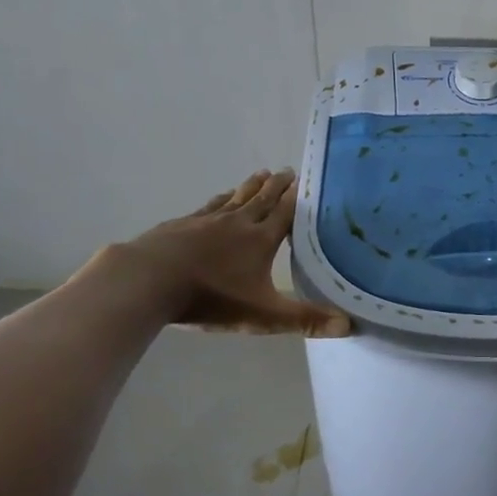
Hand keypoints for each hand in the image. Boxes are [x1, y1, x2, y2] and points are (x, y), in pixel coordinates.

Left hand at [110, 170, 351, 336]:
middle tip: (288, 170)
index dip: (297, 198)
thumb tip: (349, 325)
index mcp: (261, 240)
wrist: (147, 281)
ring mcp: (206, 221)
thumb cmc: (211, 297)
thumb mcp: (263, 315)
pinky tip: (220, 198)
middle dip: (277, 186)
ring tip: (261, 174)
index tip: (307, 180)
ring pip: (236, 198)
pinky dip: (220, 199)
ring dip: (250, 186)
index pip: (285, 213)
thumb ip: (305, 320)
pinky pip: (208, 207)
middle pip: (262, 199)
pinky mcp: (180, 225)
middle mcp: (238, 223)